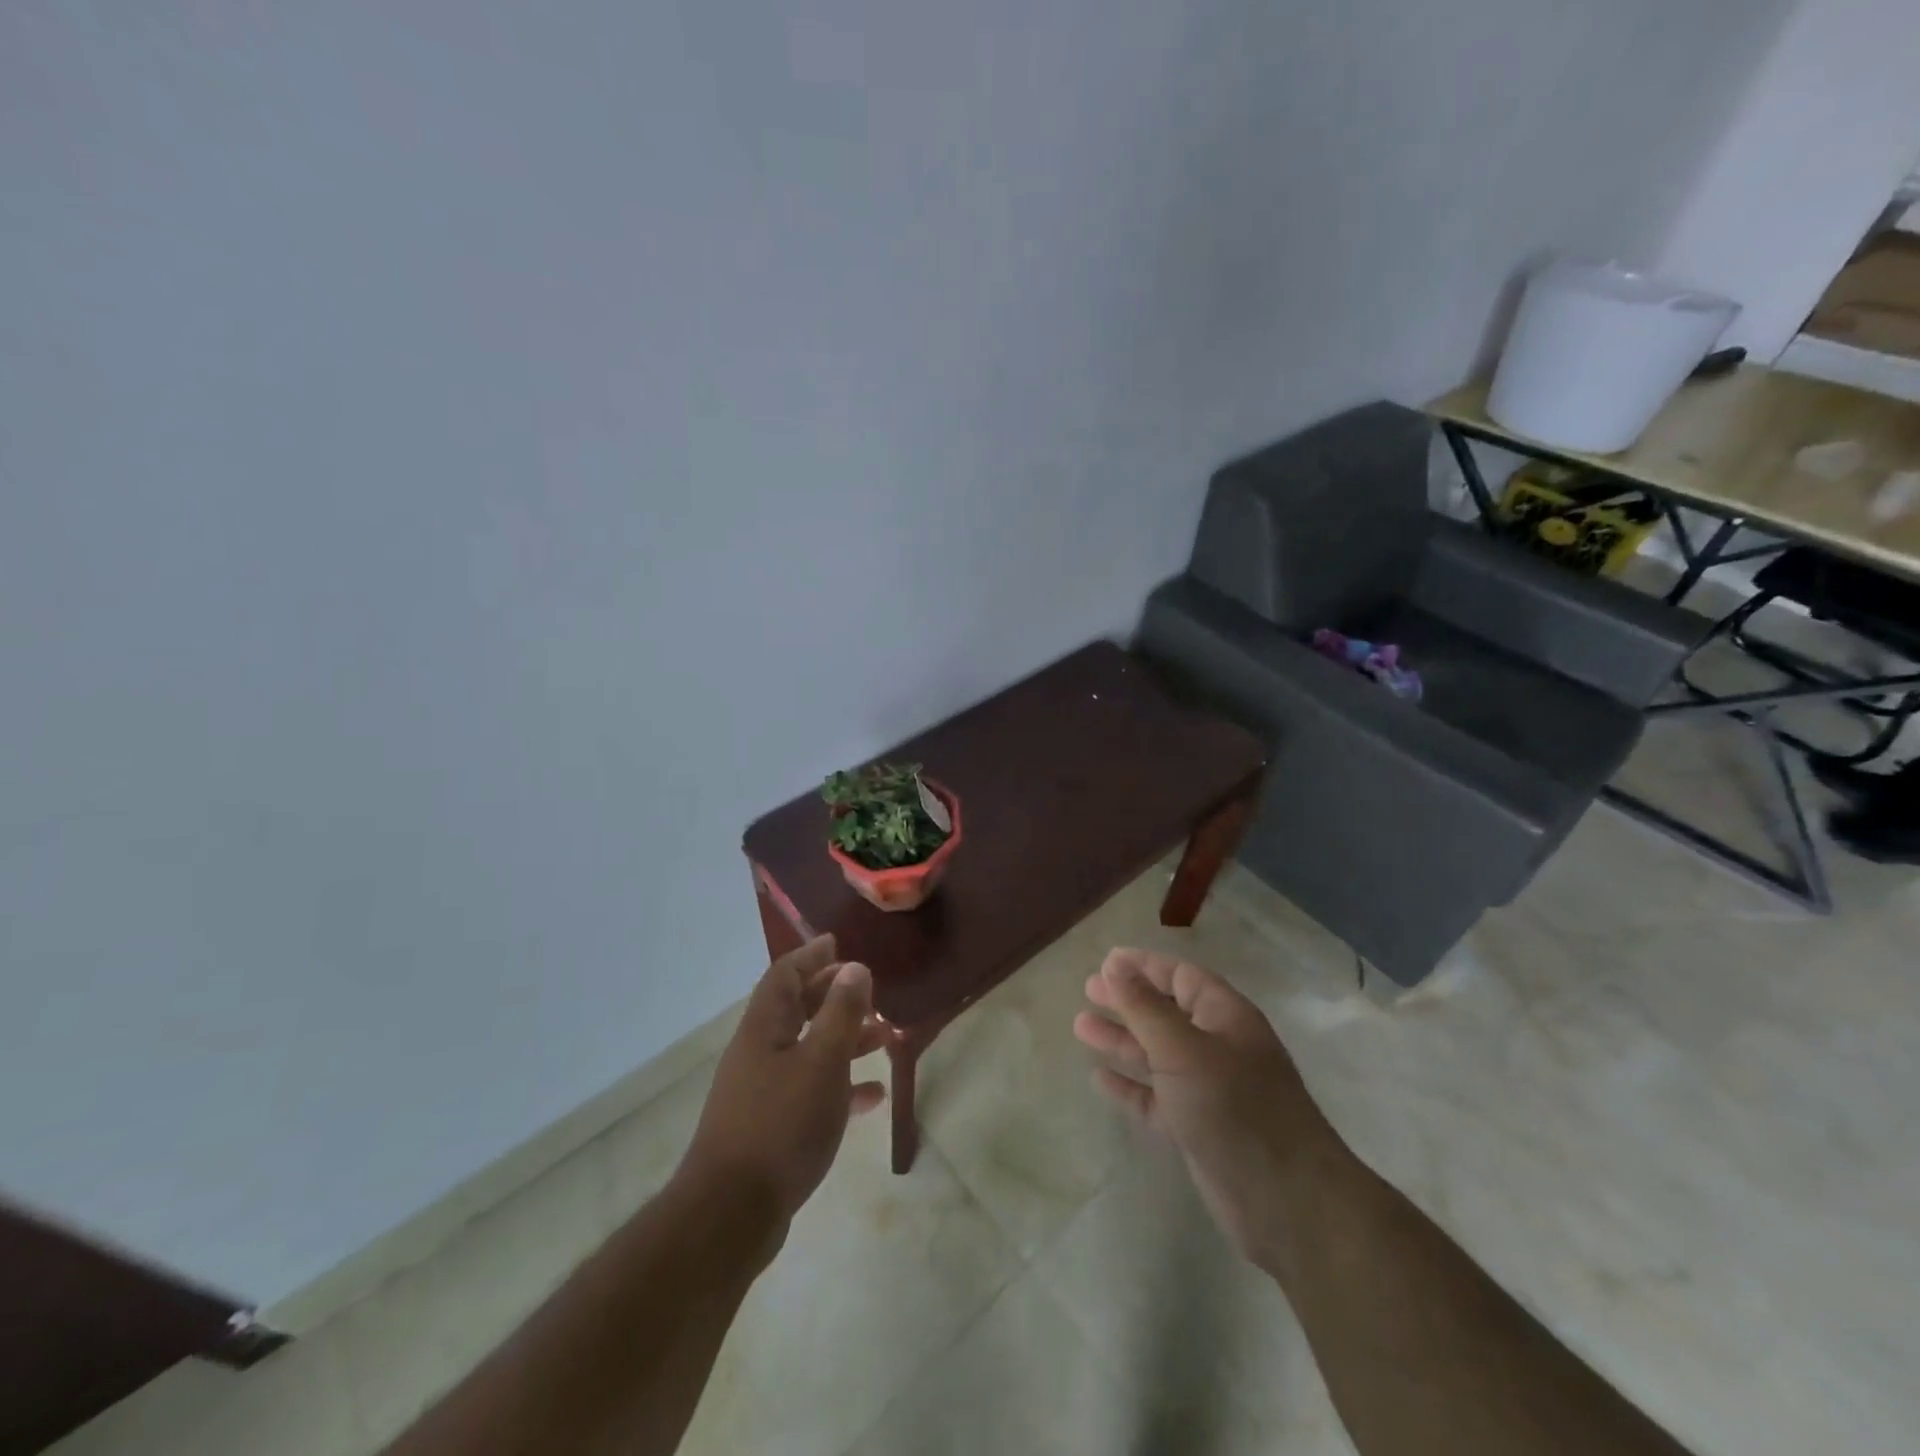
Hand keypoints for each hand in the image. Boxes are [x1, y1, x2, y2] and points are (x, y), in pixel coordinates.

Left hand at [677, 936, 886, 1237]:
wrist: (731, 1214)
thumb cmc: (781, 1125)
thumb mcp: (821, 1061)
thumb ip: (842, 1012)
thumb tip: (854, 966)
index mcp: (764, 1027)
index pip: (784, 975)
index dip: (811, 955)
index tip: (837, 942)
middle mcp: (759, 1052)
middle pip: (797, 1009)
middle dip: (833, 996)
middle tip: (869, 991)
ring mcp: (762, 1091)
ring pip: (808, 1049)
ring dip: (843, 1040)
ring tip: (883, 1039)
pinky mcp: (771, 1127)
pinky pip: (810, 1091)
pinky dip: (840, 1086)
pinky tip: (872, 1096)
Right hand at [1073, 947, 1338, 1266]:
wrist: (1287, 1202)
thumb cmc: (1234, 1106)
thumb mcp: (1183, 1049)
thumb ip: (1144, 1007)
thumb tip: (1114, 966)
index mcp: (1225, 1017)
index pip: (1181, 977)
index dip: (1144, 967)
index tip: (1105, 962)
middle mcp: (1218, 1047)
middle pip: (1166, 1013)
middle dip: (1128, 1000)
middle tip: (1088, 990)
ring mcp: (1208, 1089)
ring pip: (1157, 1054)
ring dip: (1122, 1040)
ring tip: (1080, 1026)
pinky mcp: (1197, 1128)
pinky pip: (1156, 1097)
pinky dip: (1130, 1086)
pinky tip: (1100, 1078)